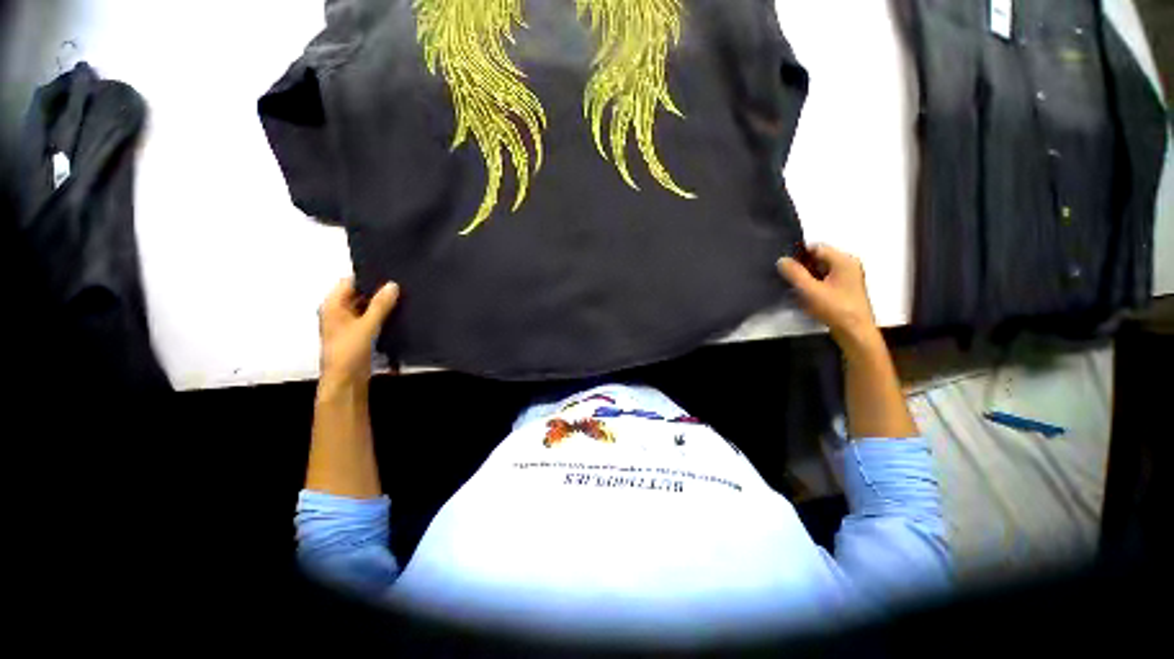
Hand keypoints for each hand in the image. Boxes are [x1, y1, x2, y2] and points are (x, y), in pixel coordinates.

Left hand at [318, 278, 399, 387]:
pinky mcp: (359, 333)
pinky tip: (398, 312)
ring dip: (381, 303)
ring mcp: (348, 323)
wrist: (346, 380)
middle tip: (400, 284)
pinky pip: (371, 318)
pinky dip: (382, 314)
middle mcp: (338, 311)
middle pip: (358, 293)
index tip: (389, 273)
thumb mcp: (367, 325)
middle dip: (377, 290)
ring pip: (366, 306)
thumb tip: (393, 284)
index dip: (367, 276)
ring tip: (403, 296)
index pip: (349, 282)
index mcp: (333, 305)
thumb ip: (380, 305)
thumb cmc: (349, 351)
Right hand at [777, 244, 879, 348]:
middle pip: (818, 259)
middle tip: (786, 277)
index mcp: (843, 260)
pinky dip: (812, 285)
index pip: (816, 248)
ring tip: (792, 287)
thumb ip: (794, 274)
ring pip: (819, 271)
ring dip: (805, 278)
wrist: (854, 332)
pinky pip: (823, 280)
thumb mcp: (810, 290)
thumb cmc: (835, 308)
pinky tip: (803, 296)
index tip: (784, 265)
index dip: (799, 254)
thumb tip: (781, 260)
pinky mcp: (843, 290)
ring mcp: (847, 278)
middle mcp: (847, 265)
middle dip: (801, 267)